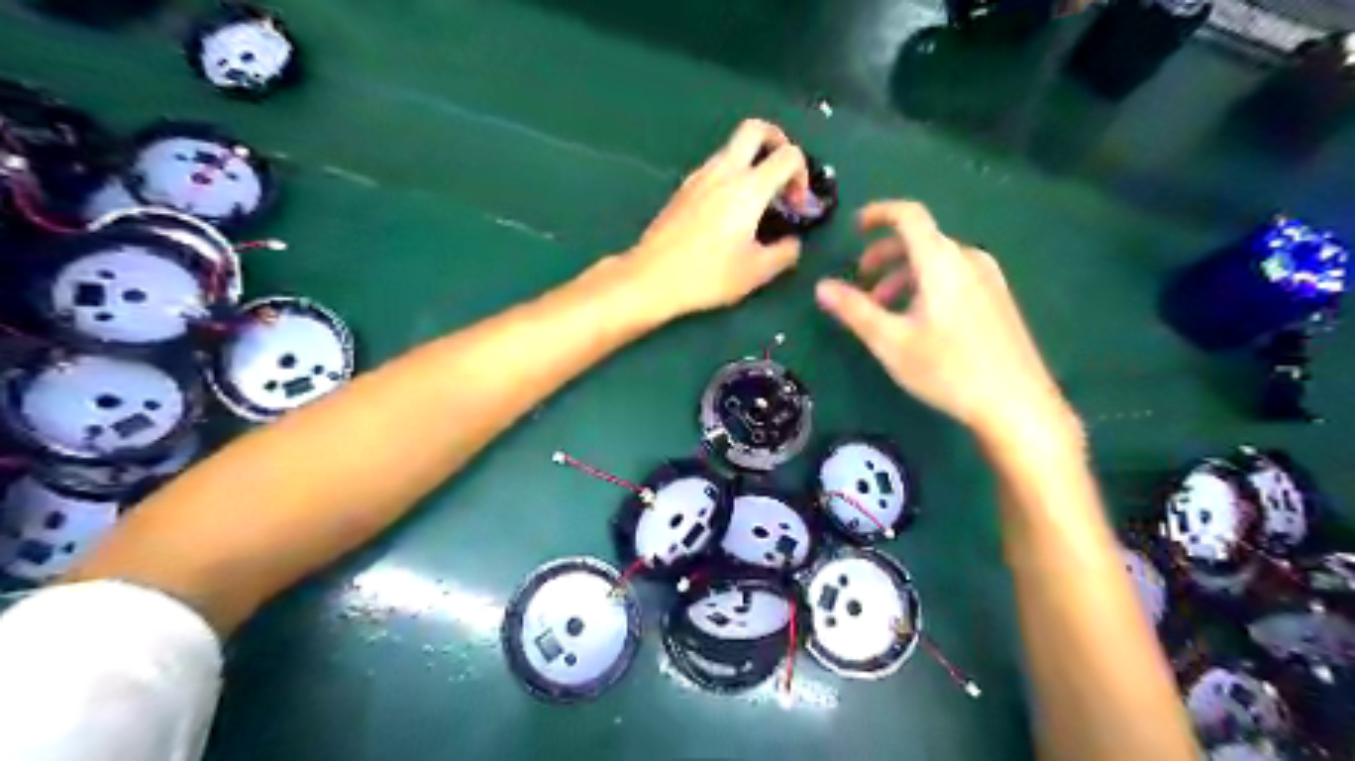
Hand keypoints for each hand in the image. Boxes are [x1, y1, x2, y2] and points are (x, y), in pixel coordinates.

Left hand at [622, 115, 801, 318]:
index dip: (803, 175)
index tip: (796, 206)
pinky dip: (731, 176)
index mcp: (748, 188)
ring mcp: (699, 177)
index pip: (788, 155)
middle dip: (778, 142)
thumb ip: (784, 253)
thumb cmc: (707, 276)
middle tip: (782, 175)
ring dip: (752, 162)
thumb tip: (792, 243)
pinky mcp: (683, 189)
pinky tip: (730, 212)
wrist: (651, 278)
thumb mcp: (756, 273)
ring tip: (757, 201)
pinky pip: (715, 168)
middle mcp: (724, 172)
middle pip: (756, 129)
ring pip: (732, 148)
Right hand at [814, 199, 1081, 444]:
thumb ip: (855, 310)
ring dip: (903, 276)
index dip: (879, 213)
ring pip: (937, 262)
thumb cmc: (948, 369)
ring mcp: (989, 279)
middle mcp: (968, 260)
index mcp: (941, 261)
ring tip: (885, 311)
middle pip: (921, 240)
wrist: (1016, 404)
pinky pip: (954, 278)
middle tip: (861, 283)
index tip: (855, 228)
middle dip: (884, 256)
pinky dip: (926, 286)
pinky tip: (919, 323)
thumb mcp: (891, 341)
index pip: (909, 215)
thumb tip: (822, 287)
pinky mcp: (998, 300)